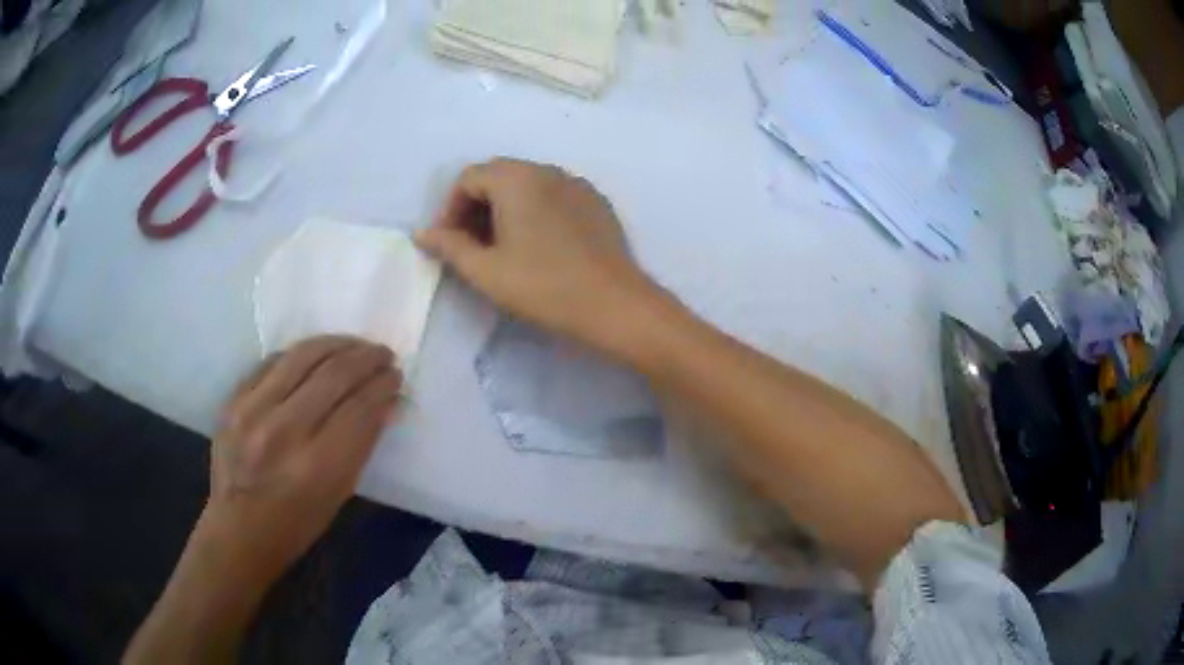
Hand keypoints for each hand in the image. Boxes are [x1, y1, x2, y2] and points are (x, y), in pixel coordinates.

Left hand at [202, 336, 401, 578]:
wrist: (239, 529)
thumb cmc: (297, 524)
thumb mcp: (340, 493)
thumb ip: (363, 443)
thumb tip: (389, 401)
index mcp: (317, 466)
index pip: (360, 407)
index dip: (383, 385)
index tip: (396, 376)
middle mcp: (284, 431)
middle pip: (334, 374)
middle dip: (366, 358)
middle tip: (383, 354)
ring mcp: (253, 410)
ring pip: (302, 356)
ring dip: (336, 344)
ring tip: (355, 345)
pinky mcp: (233, 400)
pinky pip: (273, 361)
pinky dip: (300, 354)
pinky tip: (316, 356)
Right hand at [415, 158, 664, 354]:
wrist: (615, 305)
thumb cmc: (544, 287)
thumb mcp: (486, 271)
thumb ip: (450, 247)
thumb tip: (423, 233)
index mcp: (517, 178)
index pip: (468, 178)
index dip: (450, 208)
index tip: (449, 243)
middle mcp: (547, 170)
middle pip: (498, 176)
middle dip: (475, 207)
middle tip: (471, 246)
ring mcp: (577, 184)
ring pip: (527, 185)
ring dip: (504, 209)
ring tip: (502, 248)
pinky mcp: (596, 203)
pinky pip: (553, 196)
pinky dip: (534, 211)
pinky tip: (538, 246)